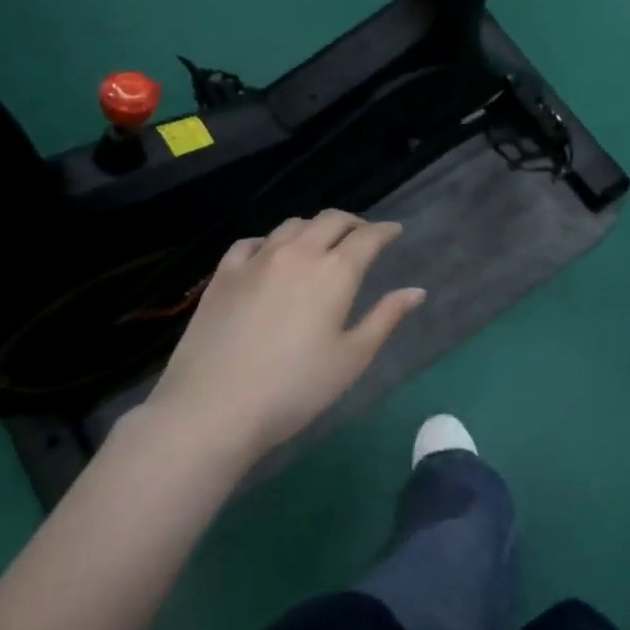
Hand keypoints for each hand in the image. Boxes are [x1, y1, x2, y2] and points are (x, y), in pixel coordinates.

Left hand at [144, 211, 425, 465]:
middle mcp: (298, 254)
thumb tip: (416, 291)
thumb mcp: (352, 358)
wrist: (213, 409)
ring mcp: (257, 260)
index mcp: (335, 272)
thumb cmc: (295, 388)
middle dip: (353, 222)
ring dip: (314, 228)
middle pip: (330, 220)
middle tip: (363, 235)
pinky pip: (252, 242)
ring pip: (292, 226)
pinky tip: (270, 254)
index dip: (385, 231)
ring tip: (320, 242)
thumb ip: (385, 318)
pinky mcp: (224, 274)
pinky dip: (271, 241)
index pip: (367, 237)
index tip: (395, 231)